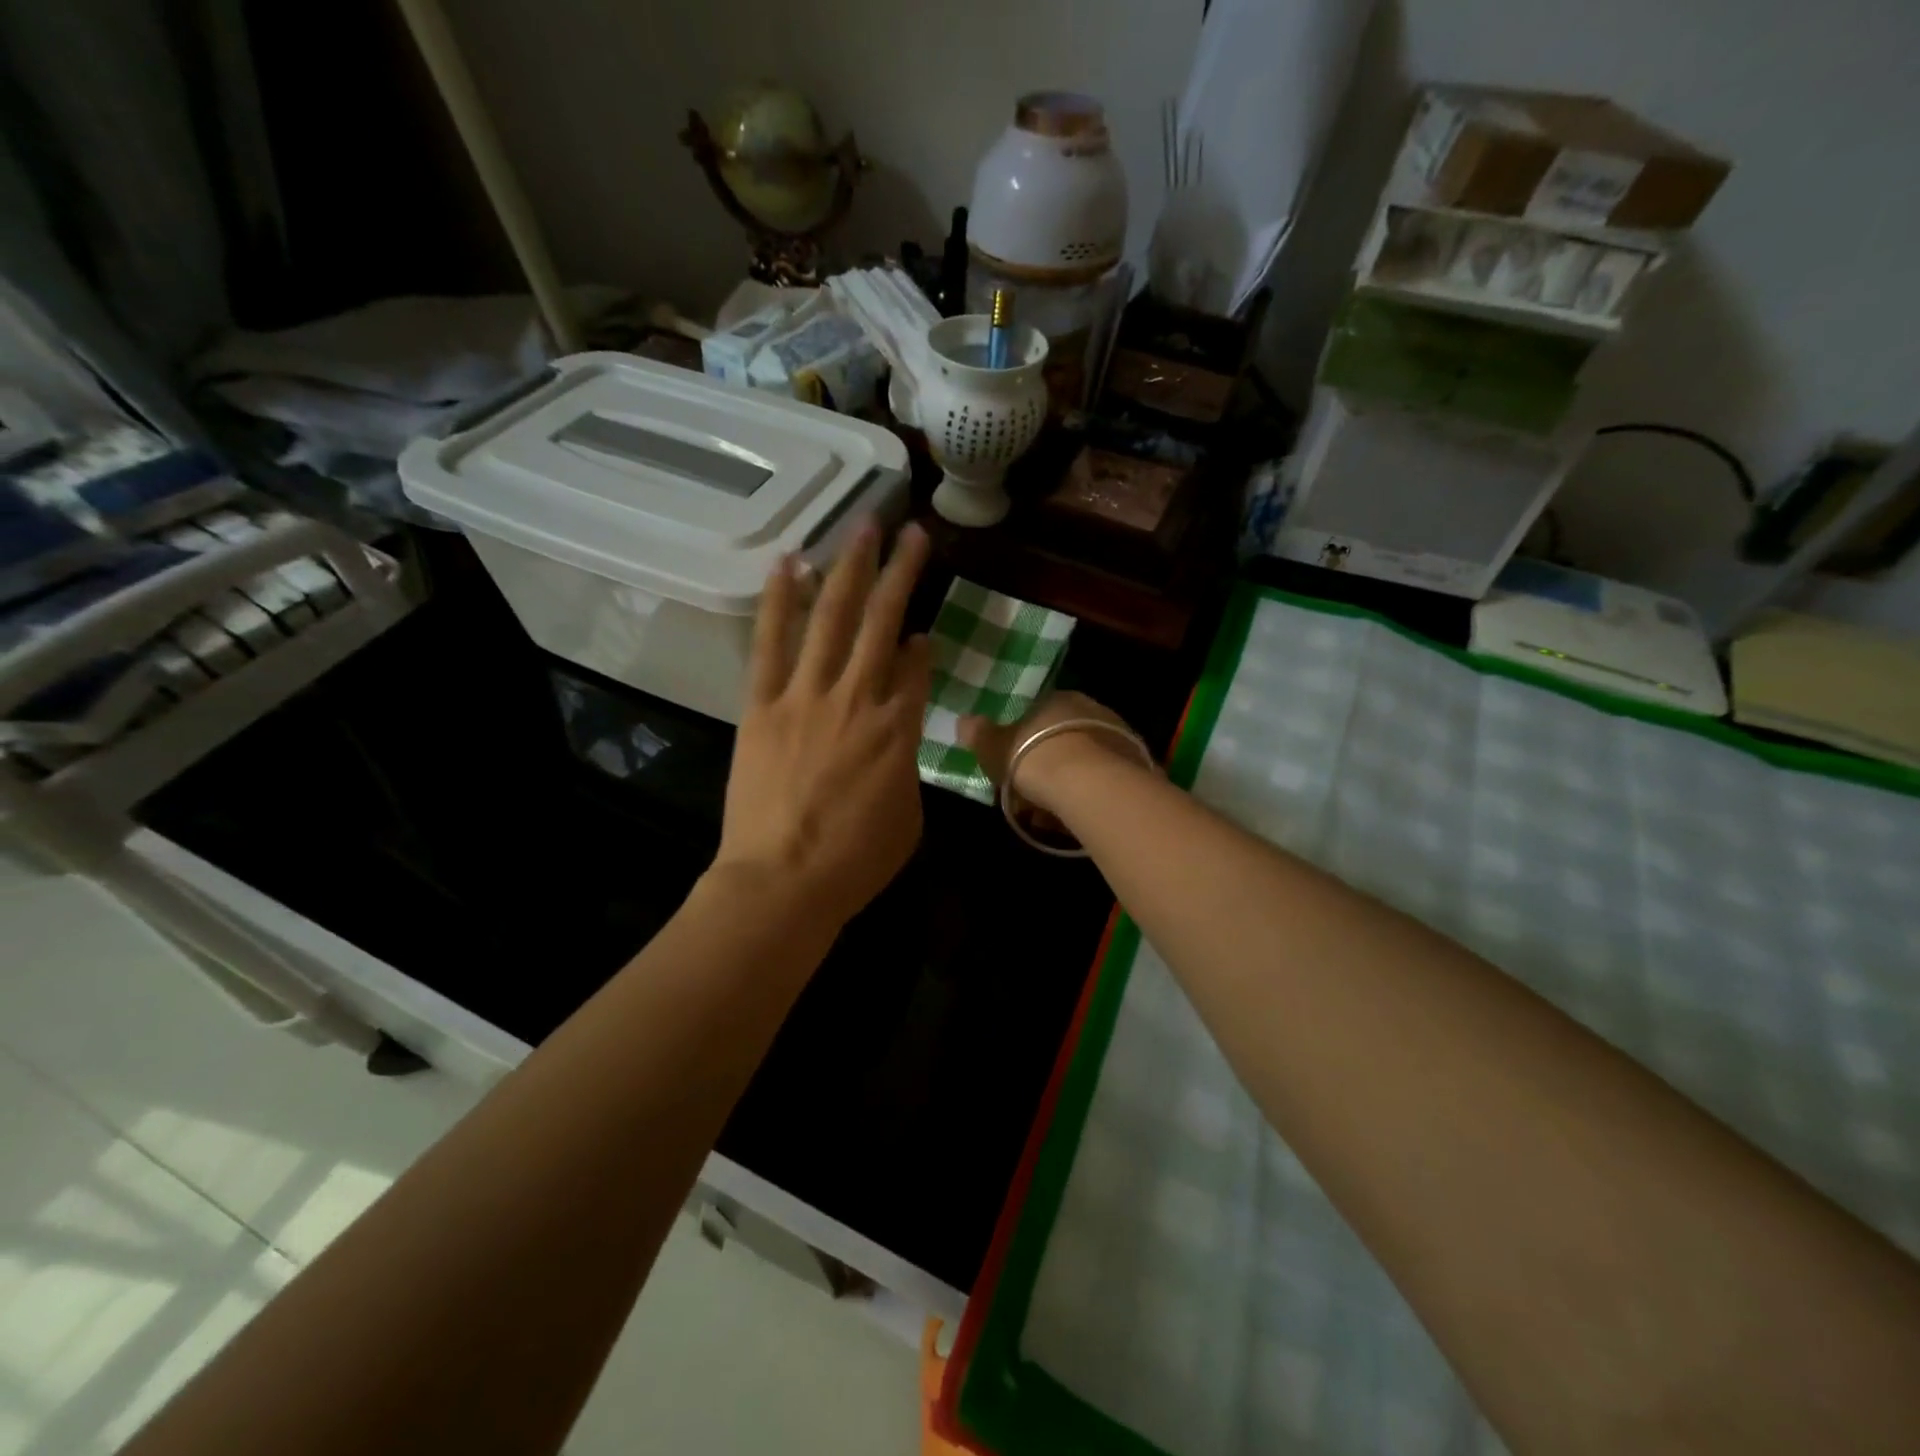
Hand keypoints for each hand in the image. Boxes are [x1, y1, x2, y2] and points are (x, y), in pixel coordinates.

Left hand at [715, 520, 933, 930]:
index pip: (918, 667)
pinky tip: (789, 562)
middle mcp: (858, 698)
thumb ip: (907, 763)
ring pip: (832, 618)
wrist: (782, 883)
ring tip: (862, 527)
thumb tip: (901, 730)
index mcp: (900, 729)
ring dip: (848, 568)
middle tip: (912, 533)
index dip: (923, 643)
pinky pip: (772, 642)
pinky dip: (780, 600)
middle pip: (882, 622)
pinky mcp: (762, 705)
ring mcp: (806, 696)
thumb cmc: (855, 861)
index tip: (923, 630)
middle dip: (900, 573)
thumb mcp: (908, 816)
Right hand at [959, 690, 1141, 817]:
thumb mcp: (995, 746)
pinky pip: (1101, 786)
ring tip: (1047, 818)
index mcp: (1061, 699)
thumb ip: (979, 734)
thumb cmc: (1035, 756)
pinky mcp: (1134, 770)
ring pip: (1083, 767)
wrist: (1090, 784)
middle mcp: (1094, 712)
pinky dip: (1085, 801)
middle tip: (1027, 799)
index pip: (1039, 717)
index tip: (1012, 770)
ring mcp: (1119, 740)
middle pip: (1062, 743)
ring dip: (1064, 790)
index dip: (1022, 744)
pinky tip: (1071, 822)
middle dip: (1044, 771)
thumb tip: (963, 721)